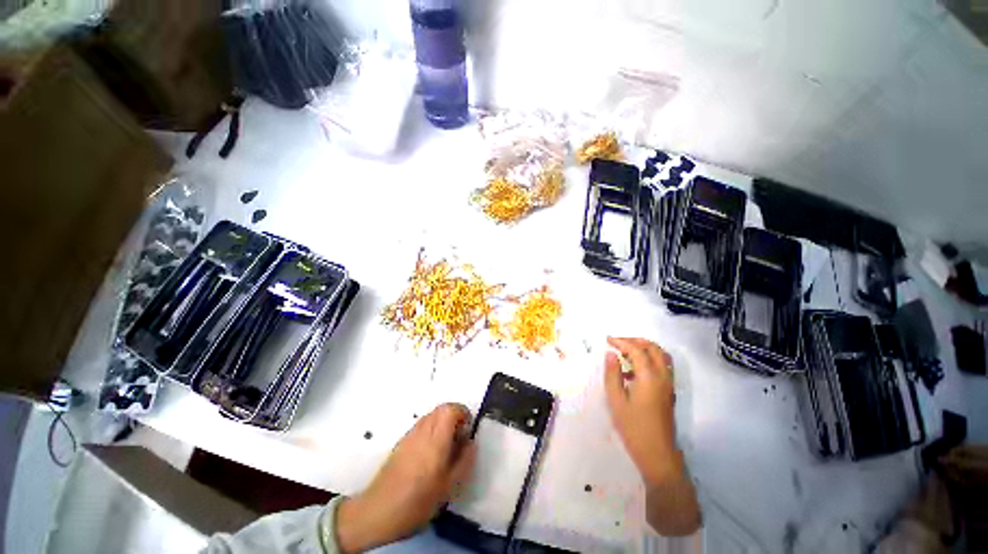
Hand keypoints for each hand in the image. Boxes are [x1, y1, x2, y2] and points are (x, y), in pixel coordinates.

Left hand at [336, 403, 476, 552]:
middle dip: (454, 417)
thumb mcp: (449, 486)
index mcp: (436, 438)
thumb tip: (472, 443)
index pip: (451, 409)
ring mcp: (410, 434)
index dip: (463, 413)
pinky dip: (431, 430)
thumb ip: (464, 460)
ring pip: (431, 416)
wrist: (378, 511)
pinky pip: (421, 425)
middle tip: (458, 438)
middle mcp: (422, 430)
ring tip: (445, 447)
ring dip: (443, 423)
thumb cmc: (418, 501)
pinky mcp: (401, 442)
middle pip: (441, 408)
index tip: (467, 431)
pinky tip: (429, 455)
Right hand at [604, 337, 676, 485]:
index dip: (622, 342)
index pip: (637, 350)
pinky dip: (649, 360)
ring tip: (625, 352)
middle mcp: (663, 377)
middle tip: (618, 343)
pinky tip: (633, 371)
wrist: (658, 455)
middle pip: (653, 348)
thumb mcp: (616, 400)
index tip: (607, 340)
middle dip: (635, 341)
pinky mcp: (669, 392)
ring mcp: (669, 384)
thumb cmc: (633, 427)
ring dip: (644, 349)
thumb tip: (611, 354)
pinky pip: (662, 367)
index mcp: (650, 377)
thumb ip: (613, 374)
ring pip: (661, 356)